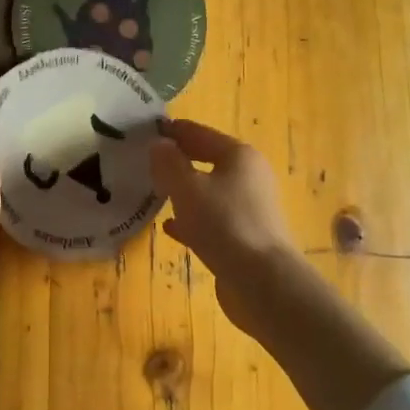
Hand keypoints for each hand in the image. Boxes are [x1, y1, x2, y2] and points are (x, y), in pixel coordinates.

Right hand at [149, 118, 295, 276]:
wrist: (262, 280)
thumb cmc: (223, 223)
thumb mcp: (186, 188)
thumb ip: (169, 163)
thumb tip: (159, 144)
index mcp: (239, 156)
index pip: (200, 133)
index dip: (174, 130)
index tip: (148, 129)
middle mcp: (249, 176)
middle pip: (208, 160)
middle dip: (179, 160)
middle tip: (148, 160)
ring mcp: (250, 208)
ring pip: (210, 190)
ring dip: (184, 190)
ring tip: (156, 191)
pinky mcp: (245, 236)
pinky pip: (213, 219)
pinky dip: (192, 218)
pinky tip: (170, 227)